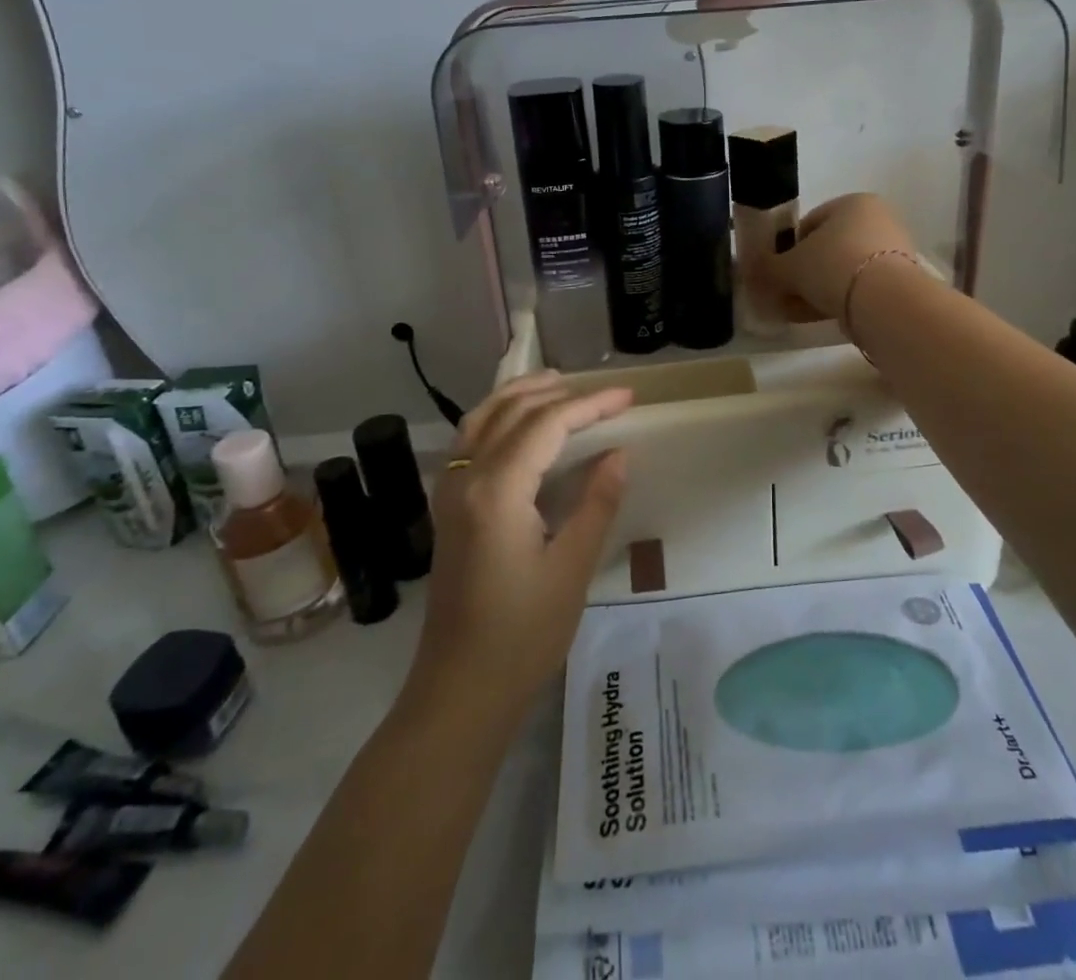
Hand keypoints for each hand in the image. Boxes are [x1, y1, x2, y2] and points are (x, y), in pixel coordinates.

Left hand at [404, 372, 633, 716]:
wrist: (460, 690)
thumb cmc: (523, 634)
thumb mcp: (572, 567)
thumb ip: (596, 502)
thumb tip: (618, 453)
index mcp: (497, 490)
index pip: (546, 425)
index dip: (590, 404)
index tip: (628, 397)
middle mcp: (466, 478)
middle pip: (512, 412)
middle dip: (560, 394)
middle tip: (605, 394)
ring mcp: (449, 492)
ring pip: (482, 418)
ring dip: (520, 395)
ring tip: (558, 385)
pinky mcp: (447, 508)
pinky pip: (469, 440)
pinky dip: (497, 417)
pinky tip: (519, 425)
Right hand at [770, 193, 918, 322]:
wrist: (883, 300)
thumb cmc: (832, 265)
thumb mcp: (788, 267)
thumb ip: (767, 268)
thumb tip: (749, 271)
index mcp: (852, 203)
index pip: (809, 223)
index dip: (787, 249)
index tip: (777, 272)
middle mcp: (877, 219)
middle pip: (828, 249)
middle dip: (804, 273)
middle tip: (786, 295)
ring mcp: (893, 251)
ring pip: (843, 271)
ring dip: (819, 290)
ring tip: (799, 312)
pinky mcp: (901, 281)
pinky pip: (861, 287)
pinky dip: (840, 300)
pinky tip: (822, 317)